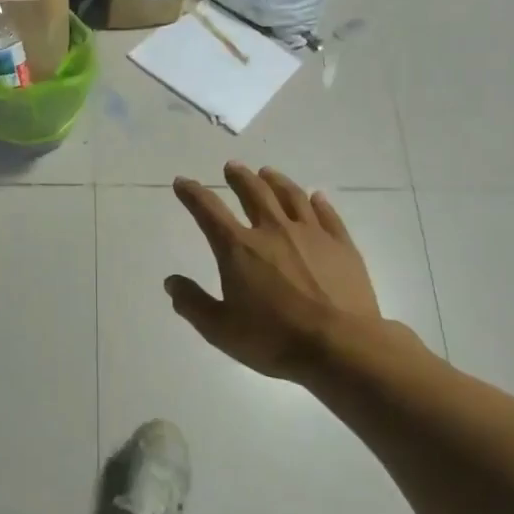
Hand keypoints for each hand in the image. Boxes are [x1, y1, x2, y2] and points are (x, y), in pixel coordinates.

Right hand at [167, 164, 393, 380]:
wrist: (341, 346)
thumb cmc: (274, 339)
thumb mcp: (220, 329)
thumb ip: (192, 303)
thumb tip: (171, 282)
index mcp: (239, 249)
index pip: (208, 211)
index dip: (193, 194)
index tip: (183, 182)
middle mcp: (273, 231)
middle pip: (253, 193)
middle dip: (239, 177)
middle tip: (232, 167)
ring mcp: (311, 234)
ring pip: (291, 196)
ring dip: (275, 181)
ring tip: (267, 172)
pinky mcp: (341, 245)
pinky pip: (327, 214)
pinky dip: (317, 202)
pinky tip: (315, 197)